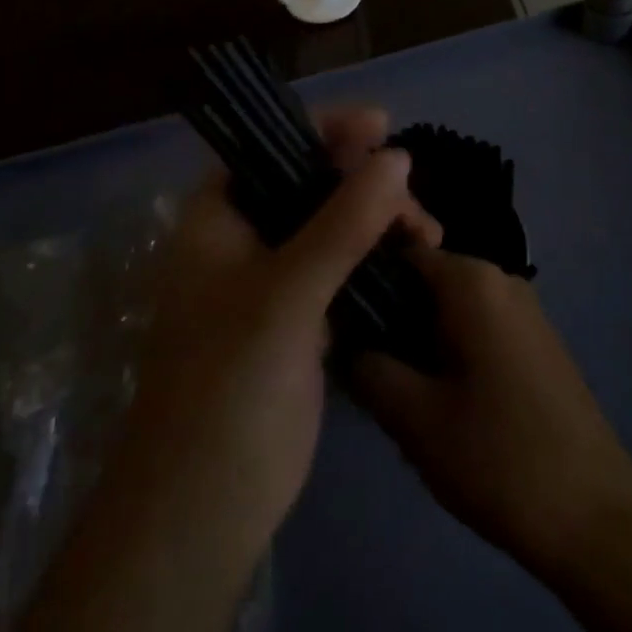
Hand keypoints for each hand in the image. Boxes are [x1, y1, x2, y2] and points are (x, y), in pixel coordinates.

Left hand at [12, 106, 439, 631]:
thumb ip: (344, 222)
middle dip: (365, 179)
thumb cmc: (228, 383)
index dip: (326, 128)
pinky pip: (345, 264)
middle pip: (311, 181)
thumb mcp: (285, 293)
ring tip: (426, 233)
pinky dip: (378, 254)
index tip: (381, 124)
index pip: (272, 145)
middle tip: (413, 199)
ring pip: (335, 222)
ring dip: (380, 217)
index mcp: (219, 215)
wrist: (206, 507)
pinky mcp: (302, 314)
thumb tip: (399, 157)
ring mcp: (275, 277)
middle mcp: (246, 236)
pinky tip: (414, 256)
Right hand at [354, 249, 631, 631]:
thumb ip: (369, 368)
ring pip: (451, 308)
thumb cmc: (499, 456)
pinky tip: (443, 403)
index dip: (364, 282)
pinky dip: (452, 351)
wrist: (595, 514)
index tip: (340, 323)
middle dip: (393, 319)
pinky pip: (478, 326)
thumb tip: (344, 340)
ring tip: (403, 395)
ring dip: (421, 340)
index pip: (400, 252)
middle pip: (426, 280)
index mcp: (471, 280)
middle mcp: (500, 277)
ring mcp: (524, 307)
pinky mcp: (536, 339)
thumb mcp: (415, 418)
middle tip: (371, 372)